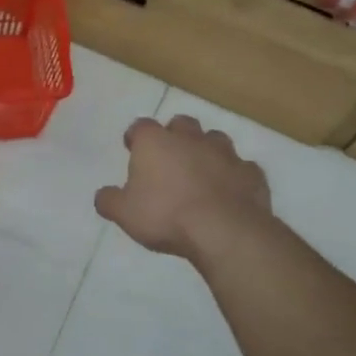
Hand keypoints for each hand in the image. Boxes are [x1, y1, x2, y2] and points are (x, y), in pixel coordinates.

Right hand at [95, 115, 275, 261]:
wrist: (224, 231)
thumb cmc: (165, 216)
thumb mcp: (124, 214)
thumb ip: (109, 200)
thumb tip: (104, 195)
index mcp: (155, 142)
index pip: (140, 127)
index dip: (135, 137)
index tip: (132, 149)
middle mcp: (190, 138)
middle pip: (181, 124)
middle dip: (174, 136)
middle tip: (169, 158)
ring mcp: (225, 153)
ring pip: (215, 140)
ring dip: (207, 151)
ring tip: (201, 172)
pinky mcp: (252, 173)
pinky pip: (241, 168)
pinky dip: (234, 176)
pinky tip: (230, 192)